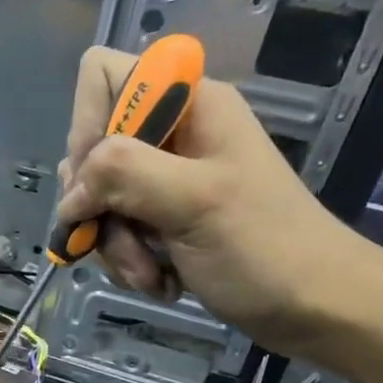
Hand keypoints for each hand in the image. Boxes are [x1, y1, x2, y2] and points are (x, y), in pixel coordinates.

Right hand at [55, 45, 378, 355]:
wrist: (312, 306)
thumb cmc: (265, 246)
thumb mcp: (194, 200)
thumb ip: (124, 173)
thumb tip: (69, 193)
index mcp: (188, 103)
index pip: (102, 76)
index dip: (86, 124)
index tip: (97, 178)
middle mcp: (171, 133)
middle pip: (91, 149)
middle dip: (98, 203)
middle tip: (123, 236)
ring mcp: (164, 179)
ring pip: (96, 199)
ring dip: (114, 244)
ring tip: (150, 273)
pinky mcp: (160, 219)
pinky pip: (113, 231)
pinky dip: (127, 261)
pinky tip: (158, 281)